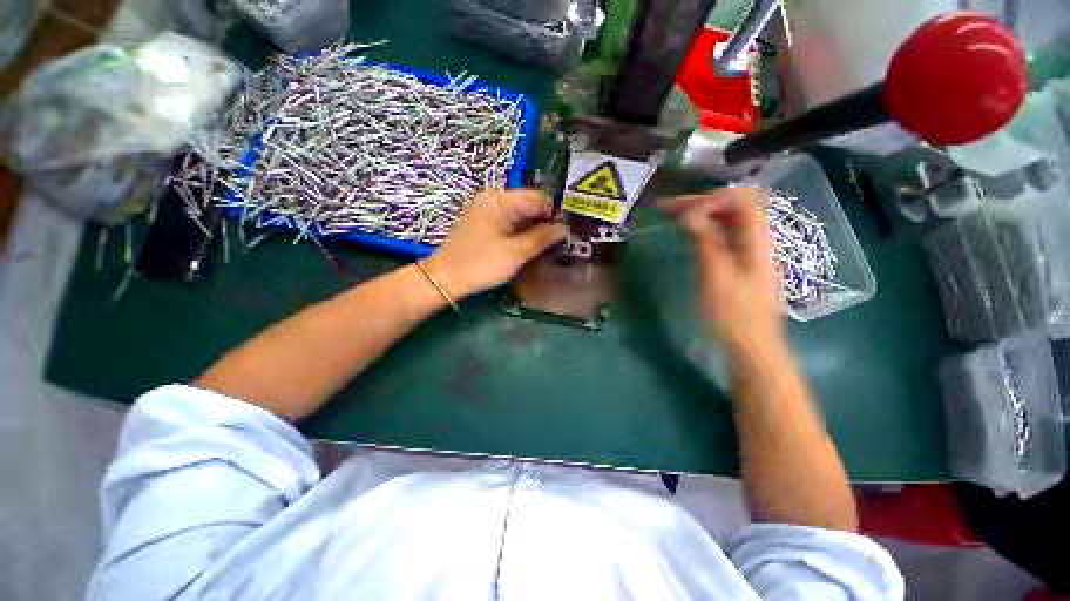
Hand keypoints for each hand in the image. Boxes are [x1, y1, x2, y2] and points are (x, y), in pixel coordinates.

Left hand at [424, 189, 565, 297]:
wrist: (445, 279)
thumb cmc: (480, 264)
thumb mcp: (515, 253)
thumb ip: (541, 238)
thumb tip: (563, 228)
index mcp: (500, 200)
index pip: (537, 198)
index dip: (554, 213)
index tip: (569, 230)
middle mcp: (493, 200)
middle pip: (528, 205)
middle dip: (545, 221)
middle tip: (563, 239)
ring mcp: (487, 212)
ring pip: (519, 216)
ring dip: (535, 228)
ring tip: (552, 244)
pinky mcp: (484, 225)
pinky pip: (509, 224)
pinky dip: (522, 233)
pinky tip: (533, 245)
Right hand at [662, 188, 783, 356]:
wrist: (751, 351)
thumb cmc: (733, 315)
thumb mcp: (716, 276)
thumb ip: (705, 240)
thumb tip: (689, 212)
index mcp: (756, 241)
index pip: (740, 200)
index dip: (709, 198)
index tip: (678, 210)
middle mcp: (756, 242)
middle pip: (734, 208)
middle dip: (701, 203)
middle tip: (667, 209)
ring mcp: (748, 256)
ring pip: (727, 224)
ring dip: (701, 216)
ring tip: (674, 217)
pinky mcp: (739, 269)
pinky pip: (722, 239)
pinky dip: (704, 232)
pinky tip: (690, 238)